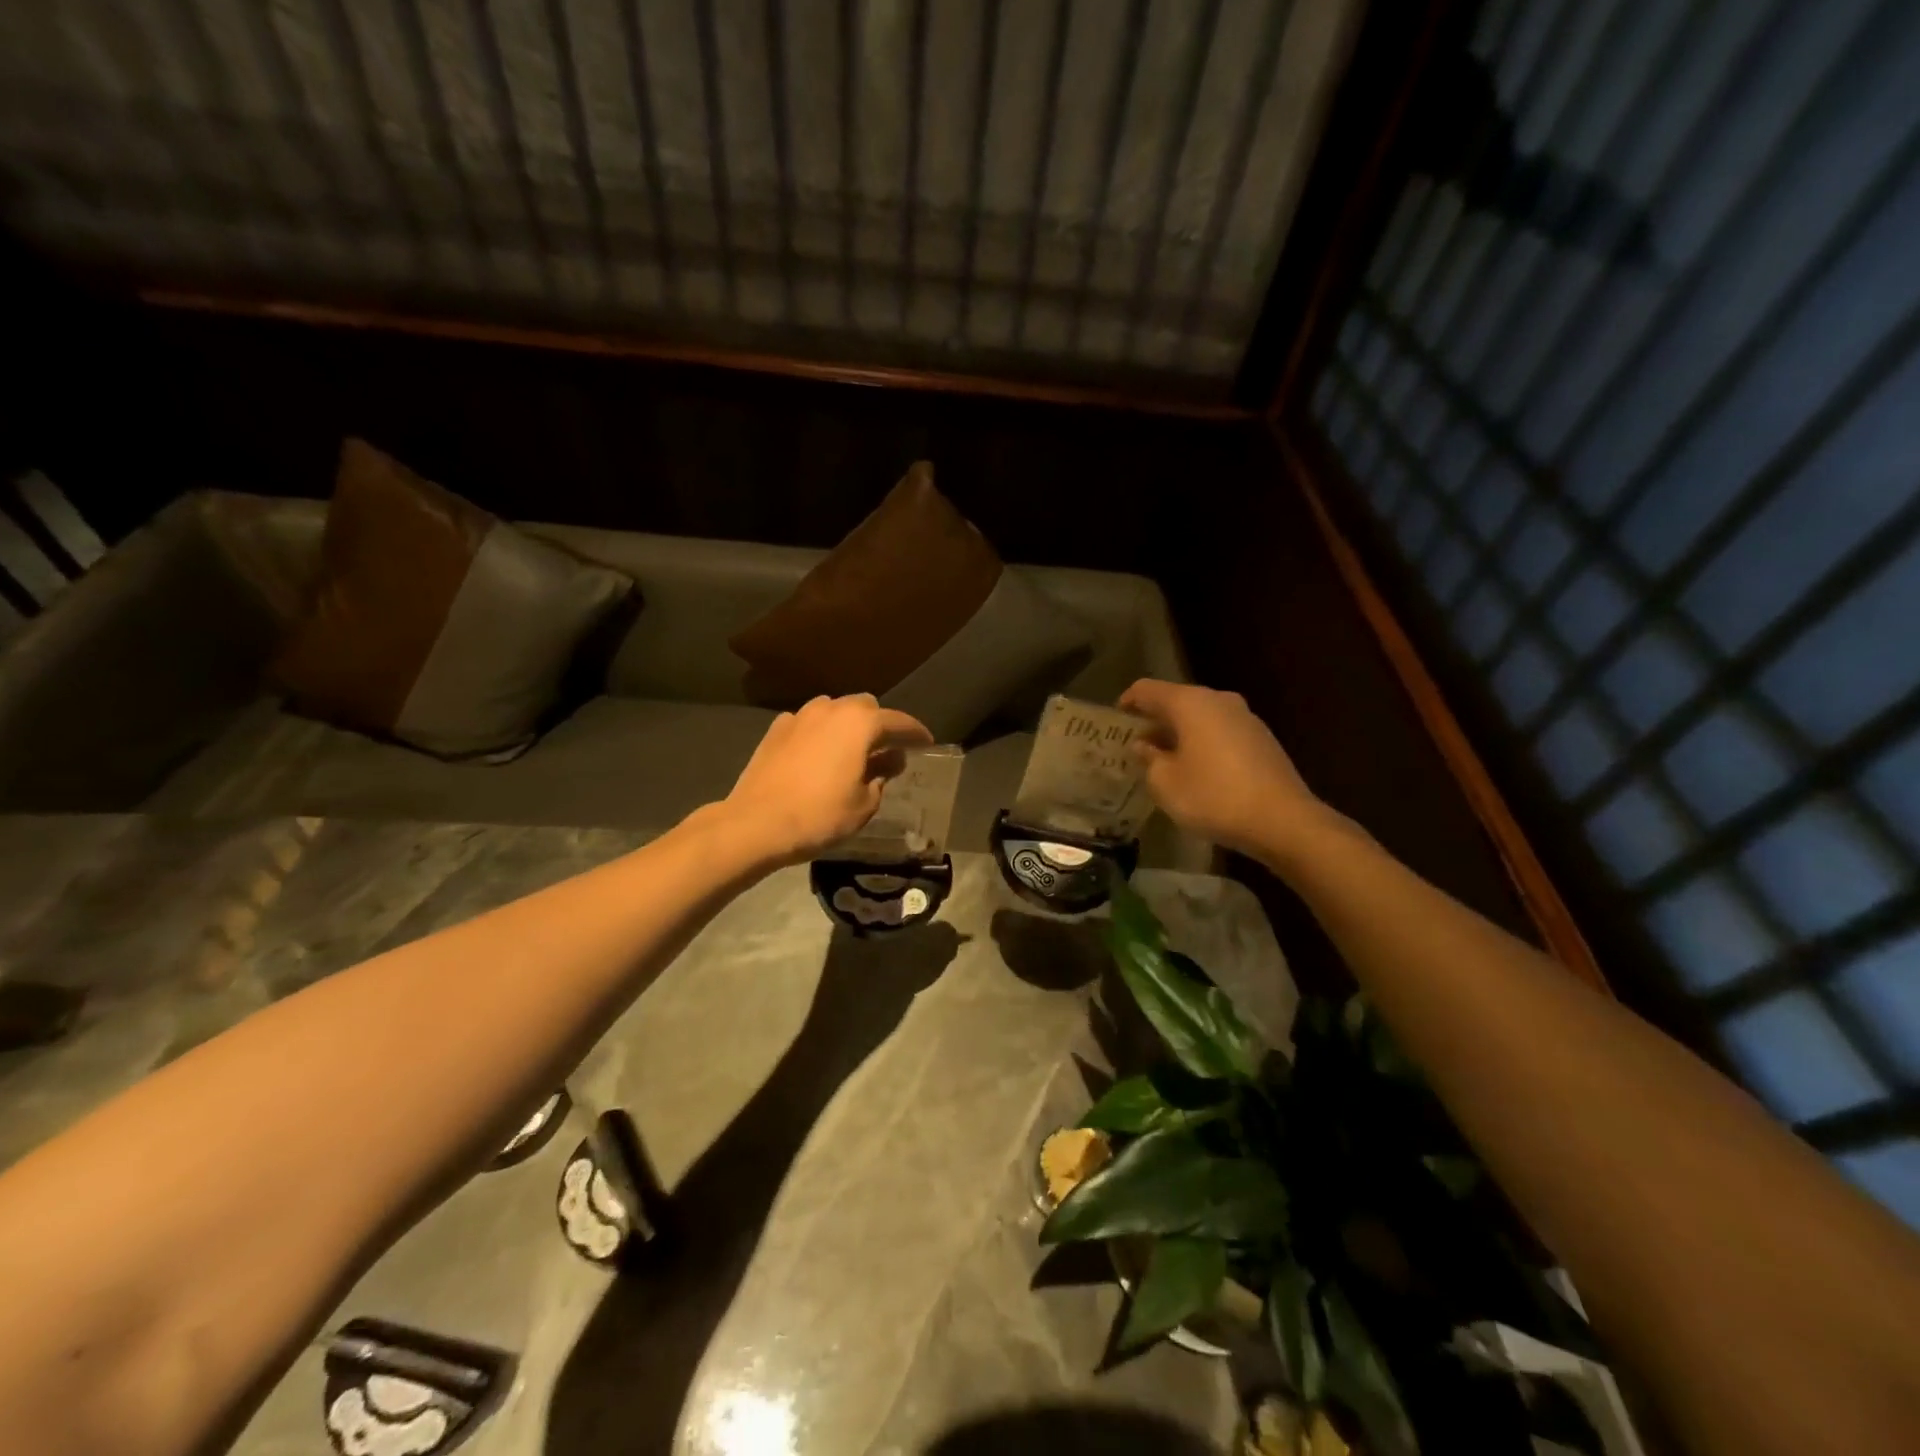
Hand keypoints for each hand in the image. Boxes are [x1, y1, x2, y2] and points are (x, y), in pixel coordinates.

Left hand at [722, 695, 933, 865]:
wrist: (756, 823)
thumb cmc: (820, 815)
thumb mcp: (864, 803)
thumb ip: (881, 776)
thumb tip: (888, 760)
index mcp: (860, 723)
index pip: (899, 722)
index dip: (916, 733)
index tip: (926, 743)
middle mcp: (831, 709)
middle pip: (865, 707)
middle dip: (880, 725)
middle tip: (887, 751)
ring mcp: (800, 716)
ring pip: (834, 710)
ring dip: (848, 726)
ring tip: (851, 752)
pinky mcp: (776, 729)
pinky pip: (808, 723)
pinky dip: (820, 734)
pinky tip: (818, 755)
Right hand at [1119, 679, 1330, 861]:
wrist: (1282, 820)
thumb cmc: (1213, 797)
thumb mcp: (1165, 783)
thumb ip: (1149, 759)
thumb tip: (1145, 745)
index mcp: (1190, 703)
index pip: (1147, 689)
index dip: (1127, 702)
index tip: (1114, 721)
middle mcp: (1218, 700)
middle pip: (1176, 700)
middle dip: (1154, 720)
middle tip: (1134, 744)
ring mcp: (1245, 718)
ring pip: (1200, 717)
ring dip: (1179, 734)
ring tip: (1162, 760)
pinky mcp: (1261, 739)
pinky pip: (1220, 732)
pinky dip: (1202, 744)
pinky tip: (1196, 770)